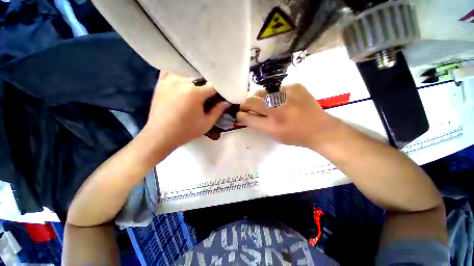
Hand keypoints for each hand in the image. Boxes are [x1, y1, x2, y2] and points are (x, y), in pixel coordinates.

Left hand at [142, 72, 229, 149]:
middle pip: (201, 79)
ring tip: (196, 89)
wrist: (161, 135)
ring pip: (188, 74)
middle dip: (207, 86)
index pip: (213, 86)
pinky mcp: (161, 82)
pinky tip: (182, 82)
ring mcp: (170, 80)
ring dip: (194, 80)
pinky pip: (172, 72)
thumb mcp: (206, 123)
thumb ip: (218, 110)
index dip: (218, 91)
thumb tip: (227, 102)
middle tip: (208, 95)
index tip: (220, 96)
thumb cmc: (186, 131)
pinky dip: (179, 75)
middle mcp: (182, 81)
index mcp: (195, 92)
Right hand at [236, 84, 340, 148]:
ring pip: (262, 92)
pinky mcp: (295, 87)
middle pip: (251, 101)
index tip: (238, 114)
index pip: (247, 117)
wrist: (319, 129)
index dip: (240, 115)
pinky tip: (283, 100)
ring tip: (265, 103)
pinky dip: (275, 95)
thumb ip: (258, 125)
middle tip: (247, 106)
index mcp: (272, 126)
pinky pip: (277, 89)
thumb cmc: (295, 136)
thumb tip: (246, 115)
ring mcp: (286, 96)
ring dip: (259, 98)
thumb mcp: (274, 136)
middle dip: (245, 104)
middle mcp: (277, 110)